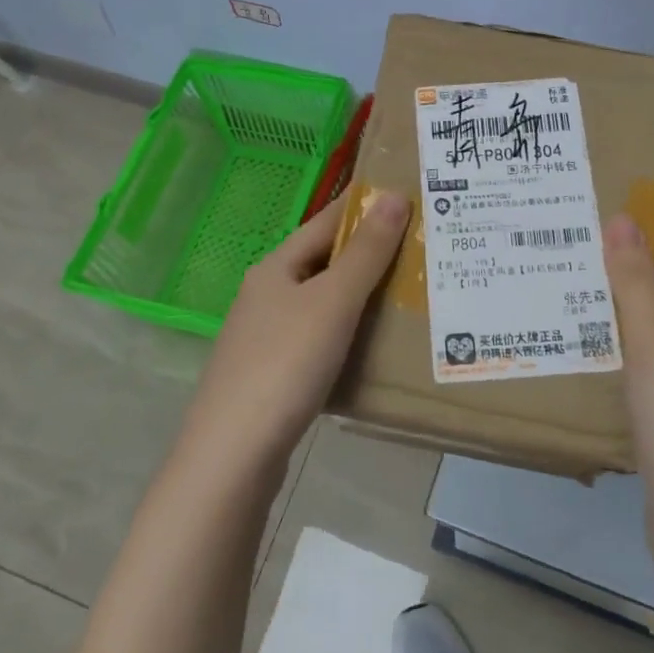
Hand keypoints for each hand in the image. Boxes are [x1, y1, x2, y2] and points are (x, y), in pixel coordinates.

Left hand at [180, 191, 410, 472]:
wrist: (232, 457)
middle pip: (324, 261)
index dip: (364, 205)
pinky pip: (320, 339)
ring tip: (409, 293)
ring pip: (323, 302)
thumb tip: (395, 196)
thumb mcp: (333, 301)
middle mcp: (267, 294)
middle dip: (369, 252)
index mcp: (276, 267)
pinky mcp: (273, 375)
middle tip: (421, 246)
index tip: (406, 194)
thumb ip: (366, 252)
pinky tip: (375, 346)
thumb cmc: (285, 364)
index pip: (326, 221)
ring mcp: (266, 337)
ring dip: (361, 295)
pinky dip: (349, 333)